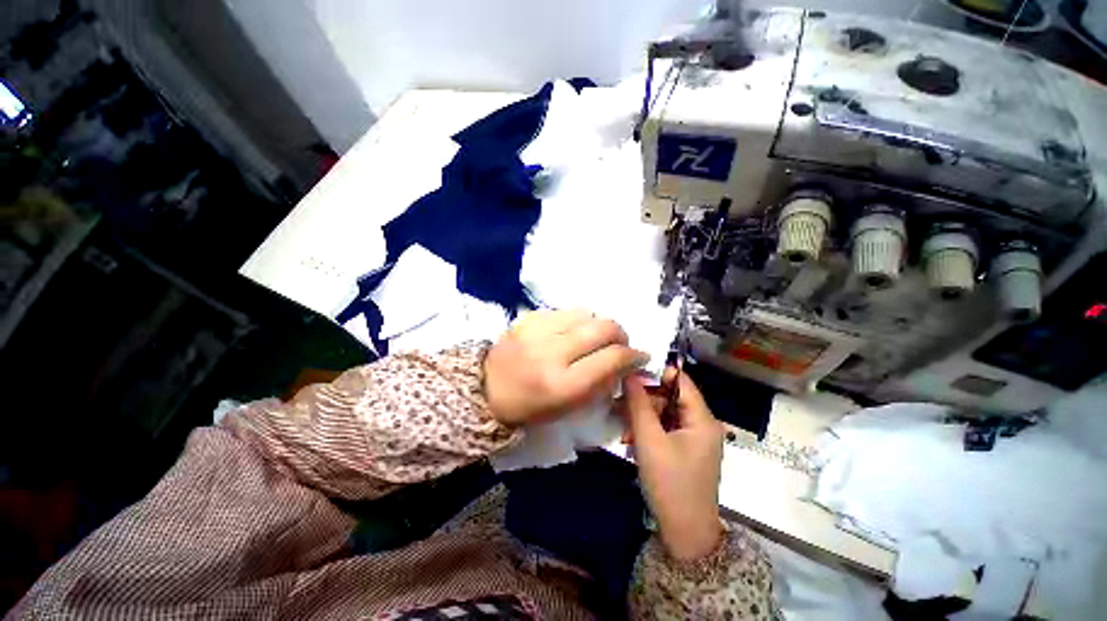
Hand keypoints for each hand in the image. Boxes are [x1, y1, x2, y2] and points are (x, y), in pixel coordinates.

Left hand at [484, 310, 648, 427]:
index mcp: (562, 385)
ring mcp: (537, 330)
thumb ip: (601, 383)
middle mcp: (551, 353)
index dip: (633, 355)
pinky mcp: (528, 318)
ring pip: (586, 313)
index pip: (611, 359)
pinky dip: (576, 321)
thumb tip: (626, 362)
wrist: (486, 389)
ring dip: (598, 325)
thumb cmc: (531, 407)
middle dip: (621, 334)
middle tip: (620, 343)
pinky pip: (565, 311)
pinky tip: (571, 332)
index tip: (640, 356)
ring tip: (594, 337)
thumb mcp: (569, 407)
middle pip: (603, 328)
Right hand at [623, 371, 723, 560]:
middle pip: (670, 397)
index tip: (630, 376)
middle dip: (644, 402)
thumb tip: (630, 373)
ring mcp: (694, 438)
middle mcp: (701, 424)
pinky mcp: (685, 450)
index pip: (681, 381)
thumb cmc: (670, 484)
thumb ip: (639, 404)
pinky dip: (648, 432)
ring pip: (664, 414)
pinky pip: (665, 429)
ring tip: (624, 432)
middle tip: (621, 409)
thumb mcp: (650, 440)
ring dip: (643, 419)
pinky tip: (631, 442)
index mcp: (702, 419)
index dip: (656, 374)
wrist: (685, 535)